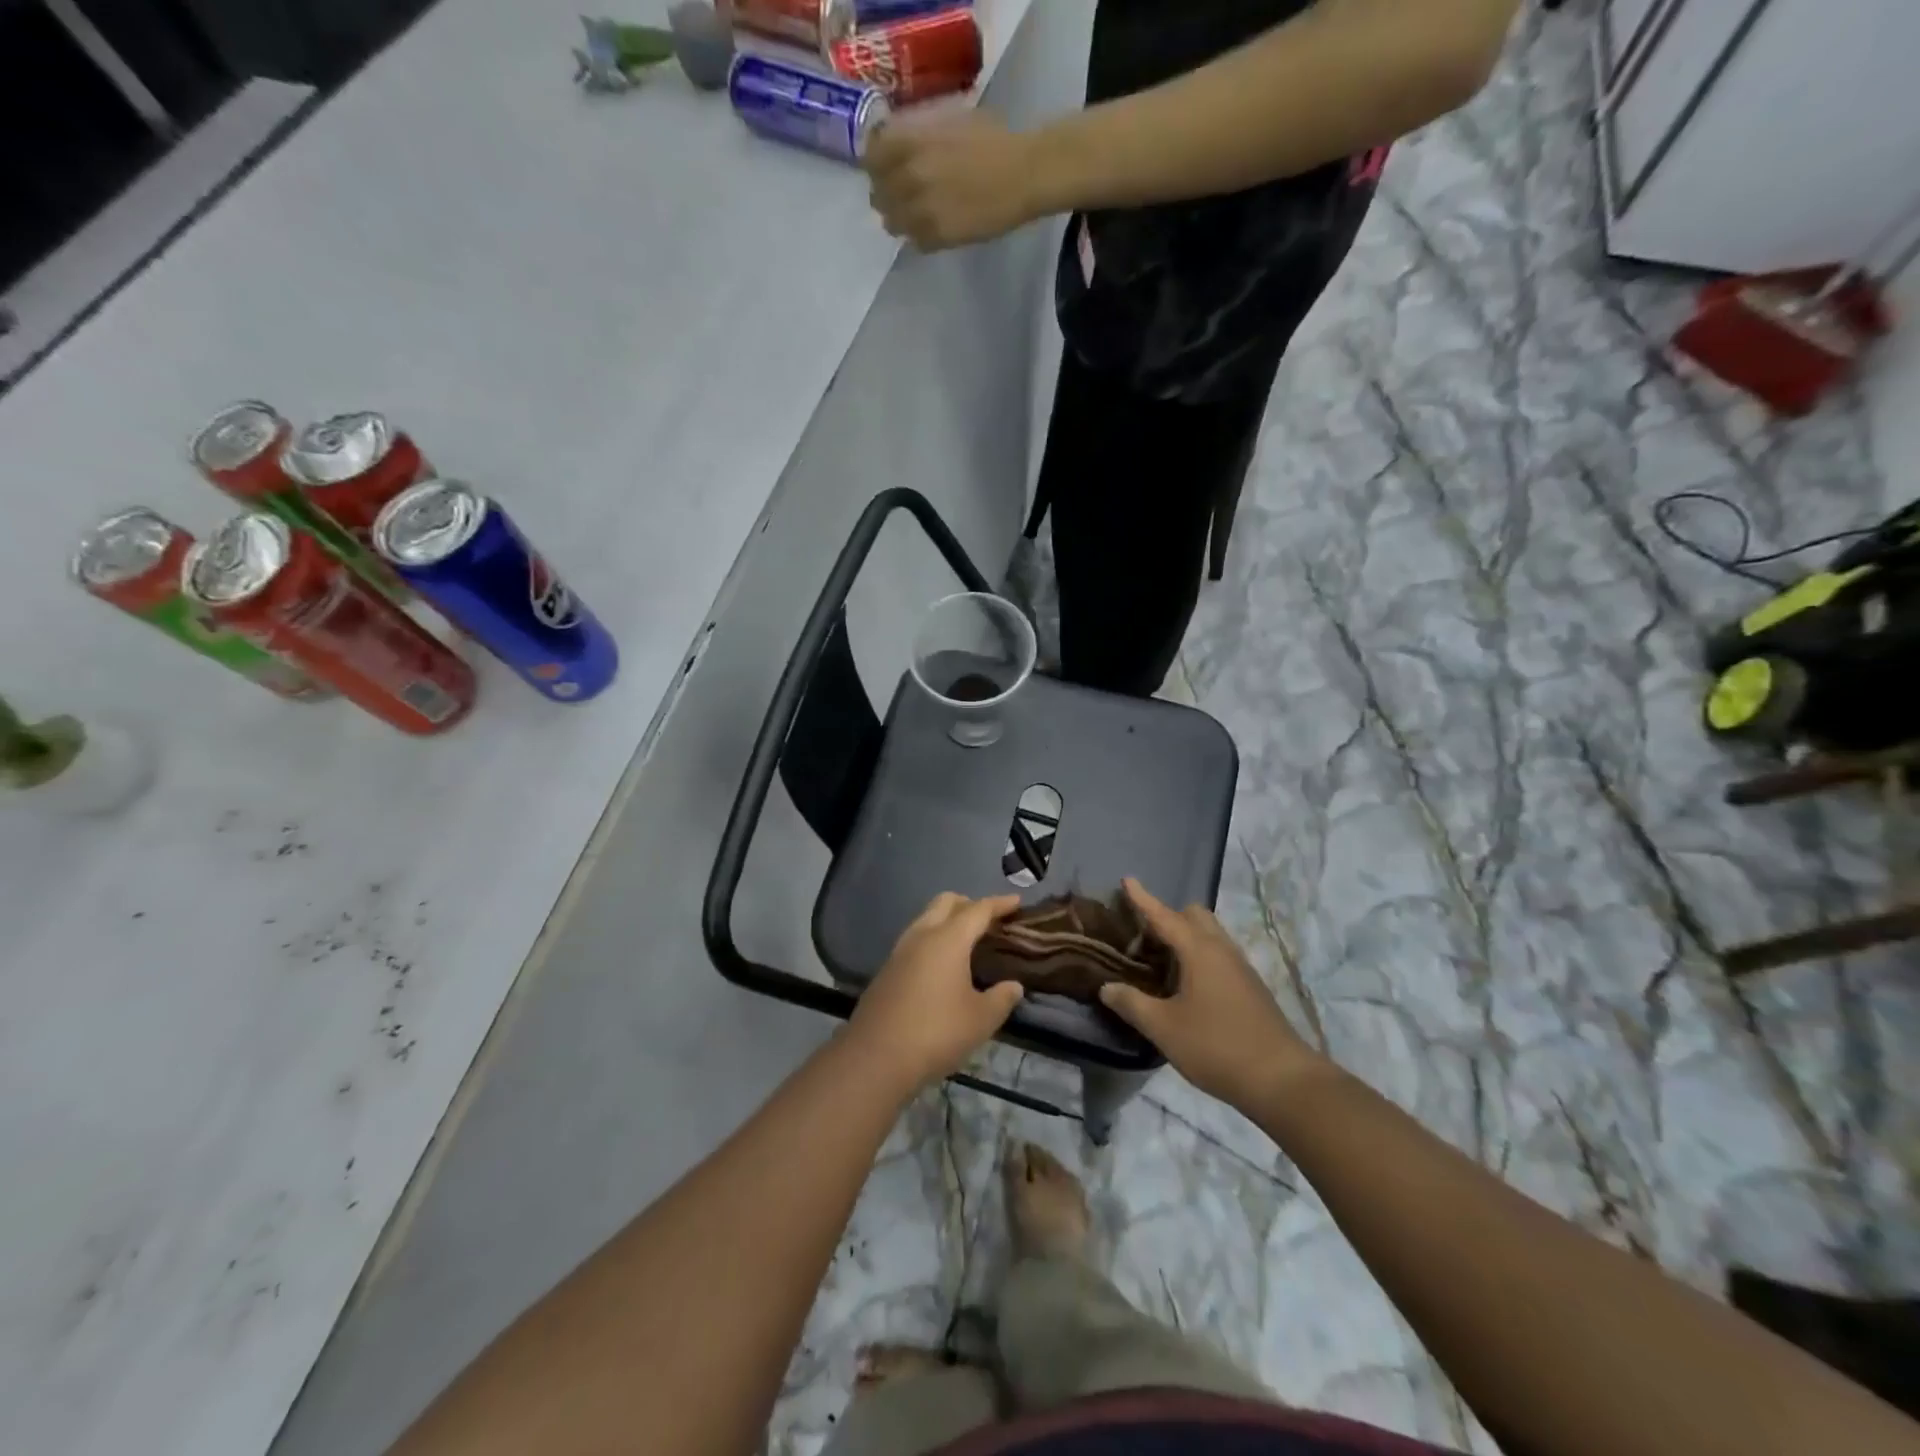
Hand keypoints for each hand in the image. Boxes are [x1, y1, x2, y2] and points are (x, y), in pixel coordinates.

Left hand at [846, 892, 1024, 1095]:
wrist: (875, 1057)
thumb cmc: (936, 1032)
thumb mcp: (981, 1020)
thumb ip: (1002, 998)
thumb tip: (1014, 986)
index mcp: (948, 939)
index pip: (978, 910)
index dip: (999, 903)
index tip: (1017, 901)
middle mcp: (922, 935)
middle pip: (946, 902)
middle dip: (969, 904)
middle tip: (989, 920)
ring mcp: (900, 951)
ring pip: (926, 918)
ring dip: (948, 920)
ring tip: (967, 941)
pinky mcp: (887, 969)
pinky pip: (915, 940)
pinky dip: (933, 939)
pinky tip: (942, 965)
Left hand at [864, 111, 1046, 250]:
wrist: (1022, 174)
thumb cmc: (992, 139)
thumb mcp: (948, 119)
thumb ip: (917, 132)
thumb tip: (897, 142)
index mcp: (909, 142)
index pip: (870, 159)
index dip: (876, 165)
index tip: (884, 169)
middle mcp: (908, 177)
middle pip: (879, 196)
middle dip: (887, 195)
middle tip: (901, 196)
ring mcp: (921, 212)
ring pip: (893, 224)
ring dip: (901, 220)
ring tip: (916, 215)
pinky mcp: (938, 238)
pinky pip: (916, 242)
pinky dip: (920, 237)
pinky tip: (934, 228)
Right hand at [1099, 878, 1329, 1110]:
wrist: (1282, 1080)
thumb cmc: (1216, 1046)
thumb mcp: (1164, 1028)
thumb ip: (1132, 1004)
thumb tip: (1107, 987)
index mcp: (1199, 950)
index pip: (1164, 915)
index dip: (1143, 899)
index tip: (1127, 879)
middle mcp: (1221, 950)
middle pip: (1194, 916)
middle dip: (1168, 916)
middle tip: (1143, 936)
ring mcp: (1240, 968)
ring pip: (1209, 935)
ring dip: (1184, 937)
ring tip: (1160, 961)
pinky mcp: (1250, 987)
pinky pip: (1218, 955)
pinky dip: (1198, 956)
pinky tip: (1186, 986)